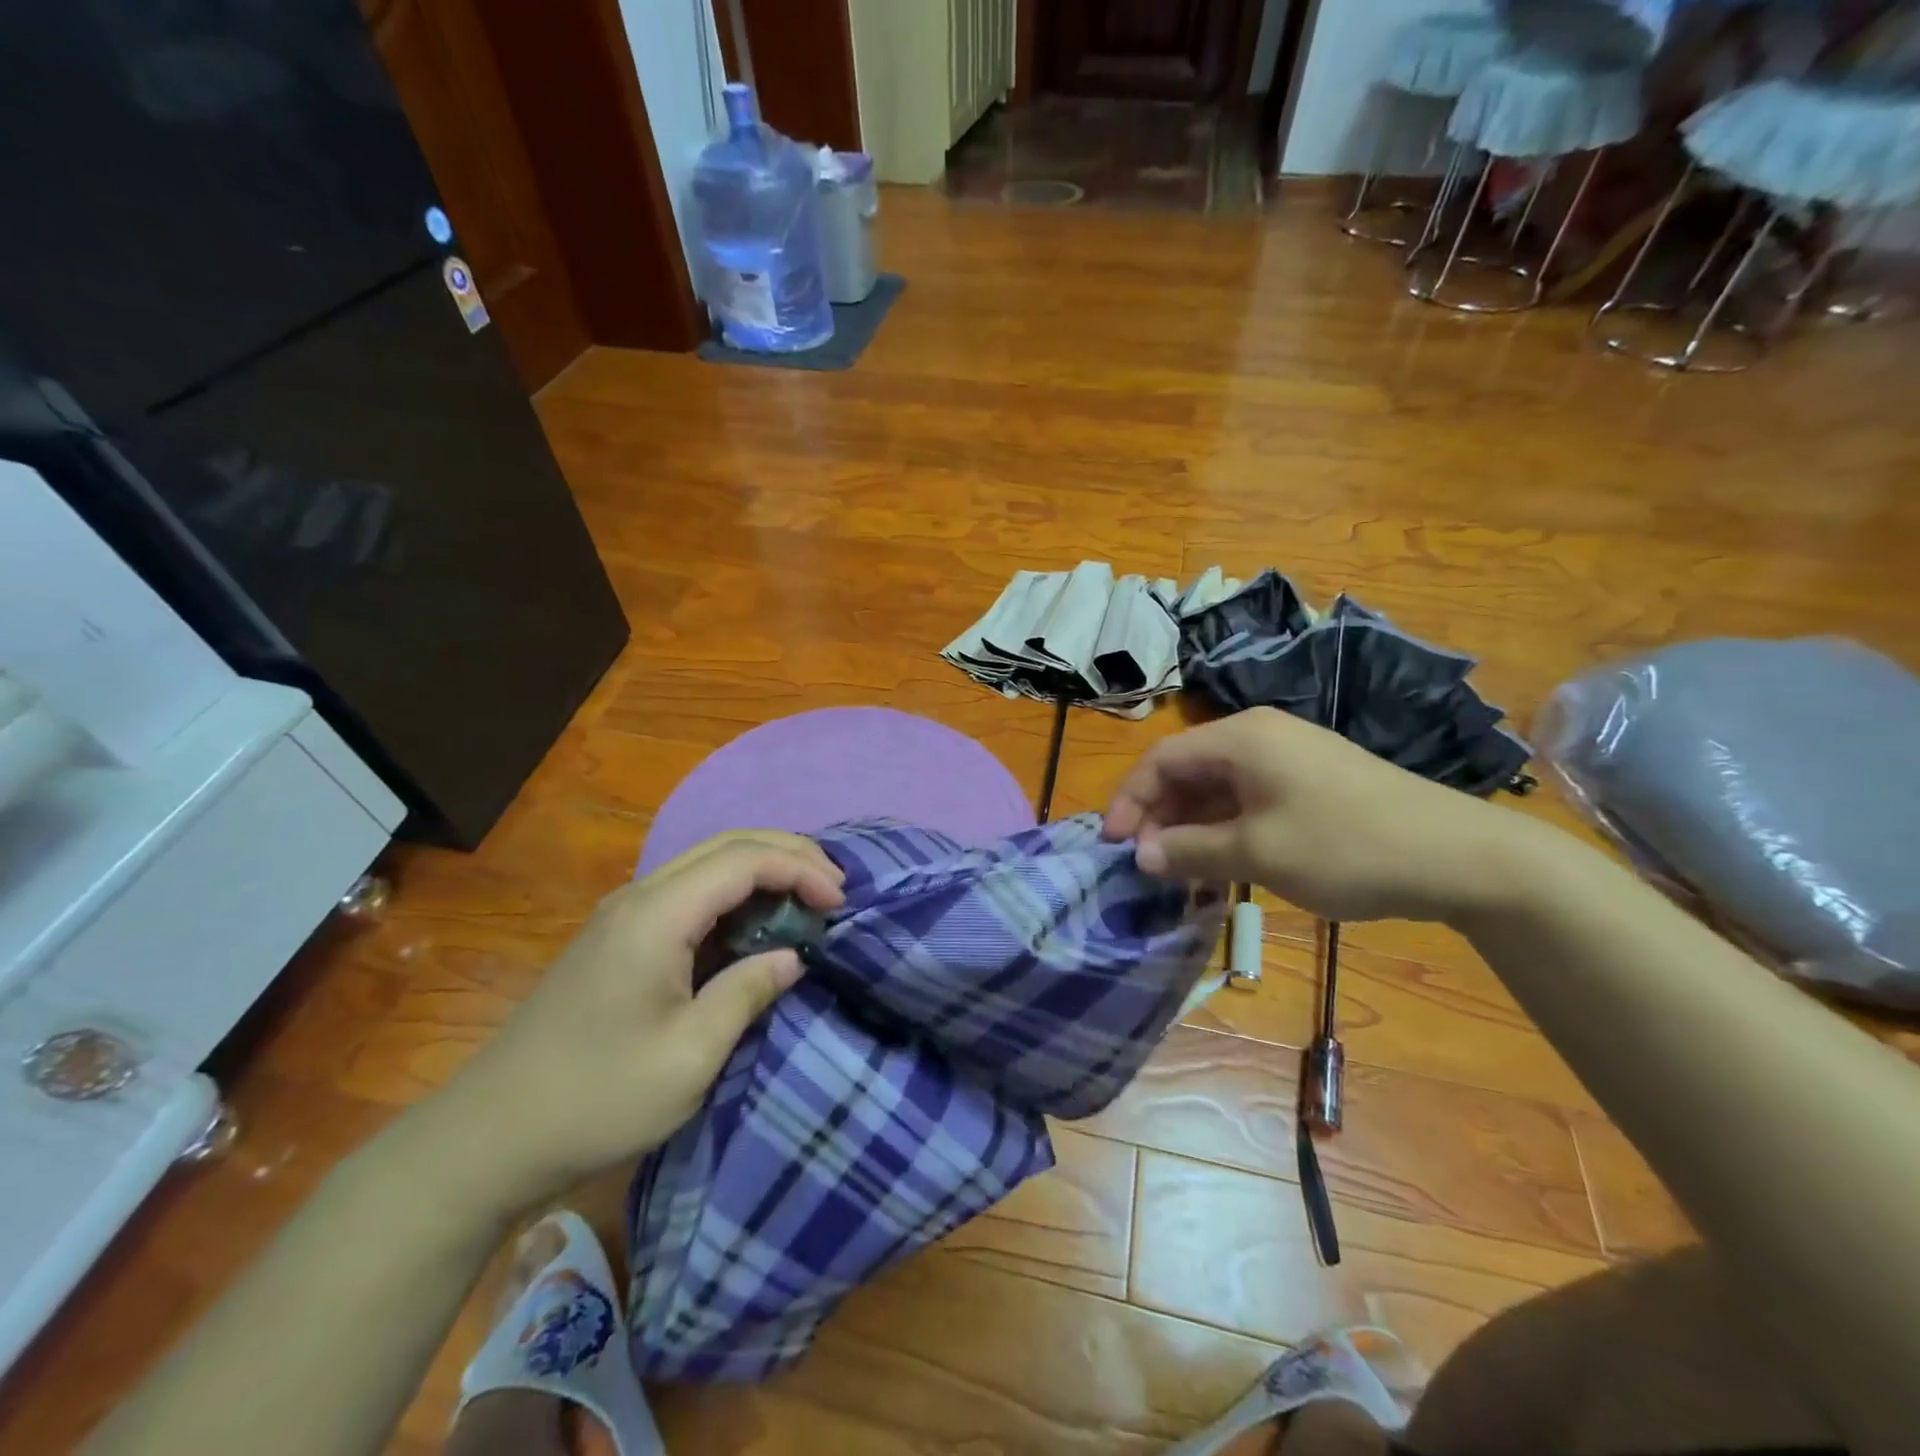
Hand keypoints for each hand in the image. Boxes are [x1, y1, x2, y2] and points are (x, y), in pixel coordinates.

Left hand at [428, 831, 844, 1212]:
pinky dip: (736, 893)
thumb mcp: (689, 1056)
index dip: (799, 869)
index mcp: (656, 916)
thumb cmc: (596, 1098)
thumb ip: (747, 993)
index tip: (840, 902)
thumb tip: (794, 956)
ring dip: (763, 869)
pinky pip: (690, 891)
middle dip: (788, 854)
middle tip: (835, 886)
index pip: (742, 860)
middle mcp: (639, 897)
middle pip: (726, 845)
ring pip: (707, 862)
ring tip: (808, 896)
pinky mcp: (619, 936)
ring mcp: (624, 914)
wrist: (488, 1137)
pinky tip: (757, 922)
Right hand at [1102, 707, 1532, 923]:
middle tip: (1146, 865)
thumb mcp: (1257, 853)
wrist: (1460, 856)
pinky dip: (1224, 828)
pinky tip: (1220, 864)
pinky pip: (1248, 799)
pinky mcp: (1311, 783)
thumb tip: (1140, 856)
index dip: (1129, 801)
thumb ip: (1190, 851)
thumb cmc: (1346, 846)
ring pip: (1217, 787)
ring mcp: (1289, 759)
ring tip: (1178, 872)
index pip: (1161, 759)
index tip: (1113, 846)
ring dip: (1190, 827)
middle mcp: (1260, 737)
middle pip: (1187, 770)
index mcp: (1241, 738)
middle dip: (1159, 816)